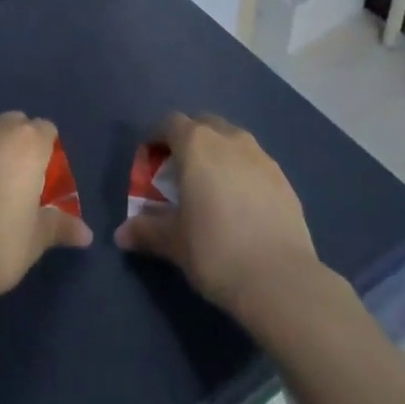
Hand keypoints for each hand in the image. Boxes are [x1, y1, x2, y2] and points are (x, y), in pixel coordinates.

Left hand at [0, 112, 93, 307]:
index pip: (46, 129)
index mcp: (28, 143)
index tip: (46, 176)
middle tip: (22, 179)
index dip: (49, 149)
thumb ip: (61, 227)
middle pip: (16, 123)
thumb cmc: (0, 244)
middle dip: (21, 142)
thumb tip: (87, 234)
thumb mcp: (36, 239)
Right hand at [112, 112, 321, 318]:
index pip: (169, 123)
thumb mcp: (174, 243)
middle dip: (190, 140)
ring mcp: (261, 156)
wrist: (281, 280)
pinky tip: (243, 206)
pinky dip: (243, 174)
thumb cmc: (216, 251)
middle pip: (203, 124)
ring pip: (233, 141)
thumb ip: (146, 231)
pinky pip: (255, 164)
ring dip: (219, 154)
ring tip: (214, 188)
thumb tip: (120, 234)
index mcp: (197, 144)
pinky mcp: (284, 179)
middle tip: (181, 172)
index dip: (157, 137)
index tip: (150, 160)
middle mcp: (229, 138)